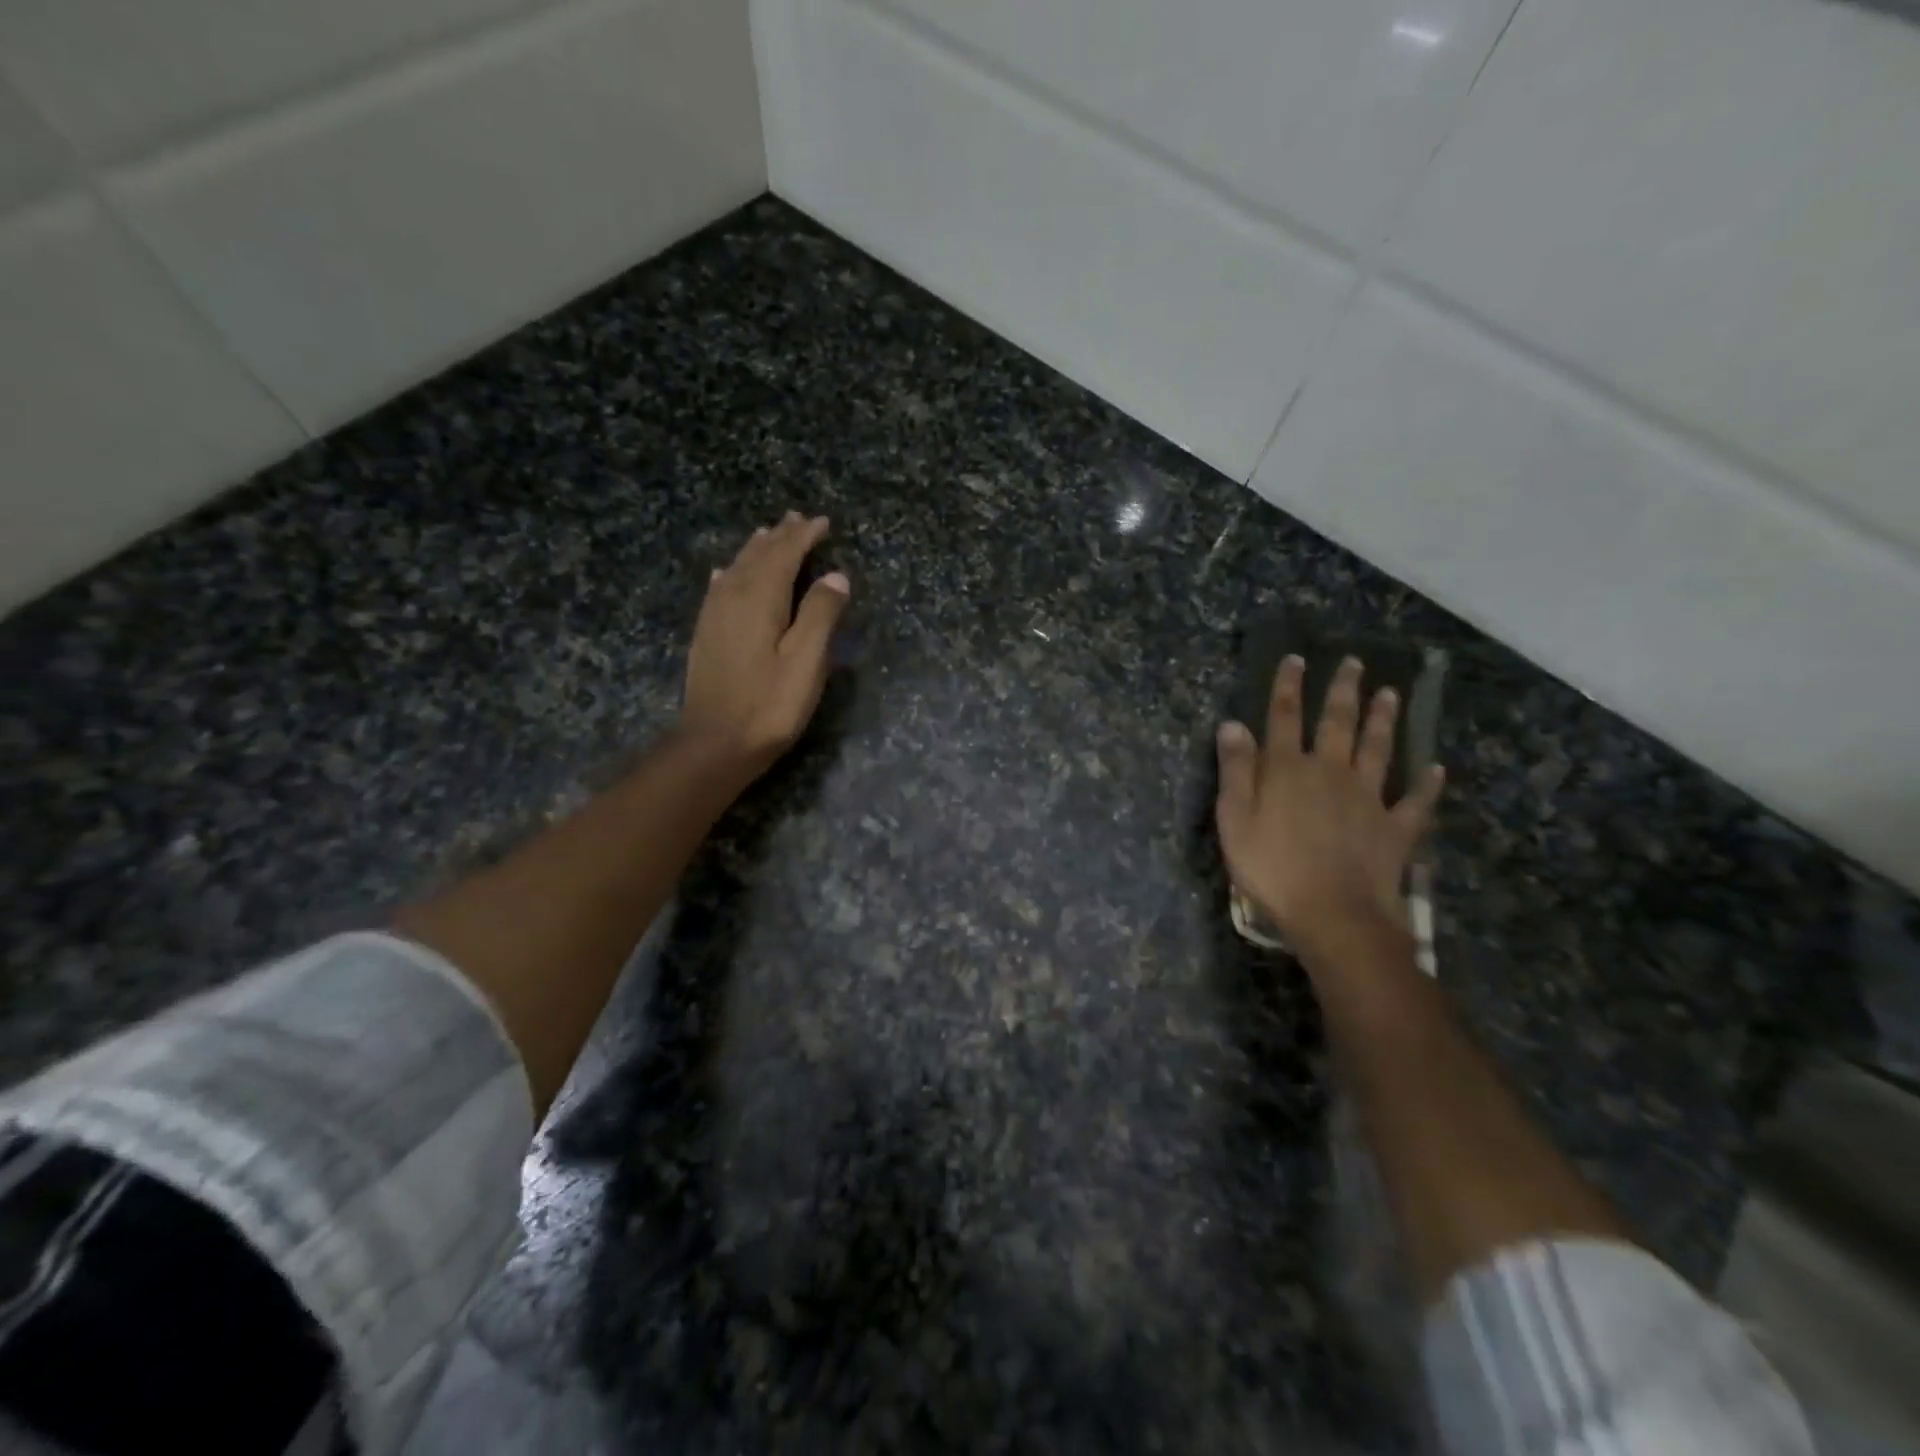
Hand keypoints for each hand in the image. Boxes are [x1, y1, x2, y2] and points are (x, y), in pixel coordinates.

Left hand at [678, 512, 849, 771]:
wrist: (715, 743)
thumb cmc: (769, 704)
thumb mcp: (806, 661)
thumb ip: (821, 614)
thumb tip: (836, 576)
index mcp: (760, 598)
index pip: (784, 554)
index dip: (804, 536)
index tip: (824, 522)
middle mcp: (732, 597)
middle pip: (758, 556)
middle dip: (780, 536)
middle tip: (798, 519)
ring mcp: (714, 615)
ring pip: (736, 568)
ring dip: (756, 549)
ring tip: (768, 534)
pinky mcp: (706, 634)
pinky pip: (719, 588)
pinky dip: (730, 573)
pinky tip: (726, 573)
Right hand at [1215, 654, 1443, 961]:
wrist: (1334, 915)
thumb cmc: (1272, 869)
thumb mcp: (1235, 820)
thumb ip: (1236, 771)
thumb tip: (1232, 724)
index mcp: (1287, 771)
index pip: (1284, 719)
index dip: (1288, 688)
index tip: (1297, 659)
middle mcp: (1330, 773)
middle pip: (1338, 724)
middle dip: (1343, 692)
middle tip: (1354, 663)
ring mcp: (1367, 799)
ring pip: (1378, 751)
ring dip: (1384, 721)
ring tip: (1391, 694)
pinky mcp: (1394, 829)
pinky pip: (1414, 803)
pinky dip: (1426, 785)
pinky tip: (1436, 770)